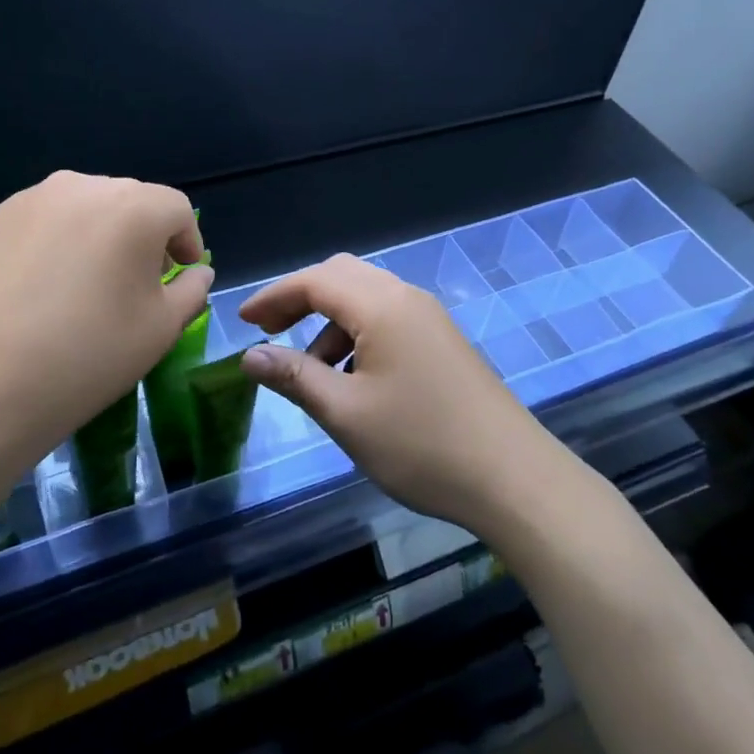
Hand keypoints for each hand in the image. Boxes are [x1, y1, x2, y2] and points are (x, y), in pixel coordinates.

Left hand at [0, 171, 210, 472]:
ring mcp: (27, 201)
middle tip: (137, 281)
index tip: (182, 273)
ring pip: (81, 208)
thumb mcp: (160, 329)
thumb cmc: (86, 357)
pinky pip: (39, 224)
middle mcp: (81, 187)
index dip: (187, 240)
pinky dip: (53, 245)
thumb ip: (191, 291)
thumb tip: (195, 272)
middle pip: (129, 201)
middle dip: (143, 235)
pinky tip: (39, 291)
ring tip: (86, 284)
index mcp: (133, 208)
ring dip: (97, 235)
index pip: (176, 208)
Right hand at [237, 255, 560, 532]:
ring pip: (366, 297)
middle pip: (342, 276)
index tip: (241, 321)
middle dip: (300, 298)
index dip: (273, 296)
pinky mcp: (443, 341)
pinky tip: (354, 379)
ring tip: (312, 371)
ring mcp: (430, 318)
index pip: (314, 280)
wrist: (512, 477)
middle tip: (270, 333)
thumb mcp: (345, 413)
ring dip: (330, 321)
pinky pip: (389, 318)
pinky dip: (358, 334)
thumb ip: (294, 377)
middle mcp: (407, 298)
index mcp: (381, 306)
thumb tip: (250, 356)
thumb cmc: (420, 444)